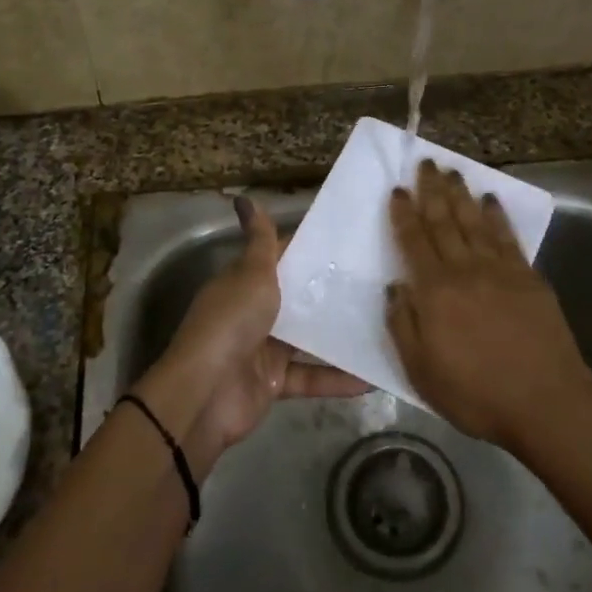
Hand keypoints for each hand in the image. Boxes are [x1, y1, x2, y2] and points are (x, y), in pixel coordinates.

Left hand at [138, 197, 363, 475]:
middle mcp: (254, 313)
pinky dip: (338, 379)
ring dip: (341, 337)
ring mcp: (264, 350)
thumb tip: (244, 197)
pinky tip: (374, 377)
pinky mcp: (274, 384)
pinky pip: (312, 378)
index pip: (282, 259)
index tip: (352, 243)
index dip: (312, 251)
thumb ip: (260, 241)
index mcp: (245, 283)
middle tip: (380, 283)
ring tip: (387, 326)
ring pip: (309, 340)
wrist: (205, 393)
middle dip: (333, 293)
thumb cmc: (231, 323)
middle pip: (298, 300)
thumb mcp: (251, 275)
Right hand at [385, 160, 591, 450]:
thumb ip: (403, 325)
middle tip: (425, 163)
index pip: (414, 242)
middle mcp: (465, 270)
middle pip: (444, 221)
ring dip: (462, 194)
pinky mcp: (529, 277)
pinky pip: (508, 237)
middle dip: (432, 190)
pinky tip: (491, 200)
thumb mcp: (421, 371)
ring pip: (475, 222)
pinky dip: (497, 215)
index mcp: (435, 292)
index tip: (397, 190)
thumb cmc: (476, 394)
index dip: (403, 214)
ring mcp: (500, 270)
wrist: (545, 402)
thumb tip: (395, 287)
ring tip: (452, 171)